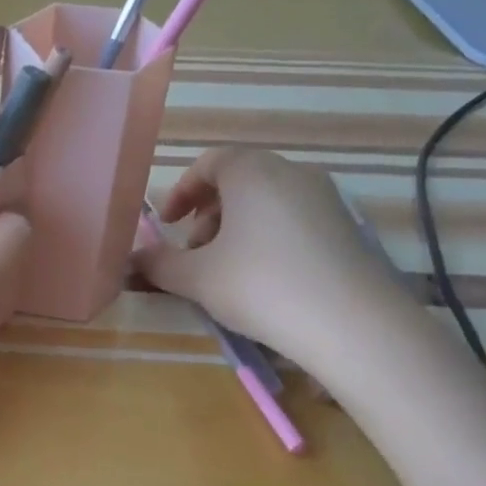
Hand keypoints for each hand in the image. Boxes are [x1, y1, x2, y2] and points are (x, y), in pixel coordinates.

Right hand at [134, 148, 412, 372]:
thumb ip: (158, 264)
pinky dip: (268, 238)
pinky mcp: (346, 228)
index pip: (210, 162)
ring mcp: (325, 199)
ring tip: (226, 271)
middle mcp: (292, 173)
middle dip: (208, 213)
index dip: (182, 190)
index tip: (168, 223)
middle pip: (239, 180)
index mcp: (253, 172)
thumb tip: (133, 259)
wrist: (351, 323)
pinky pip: (293, 220)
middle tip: (195, 252)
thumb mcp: (196, 278)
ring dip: (237, 227)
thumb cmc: (260, 286)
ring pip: (267, 201)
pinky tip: (264, 280)